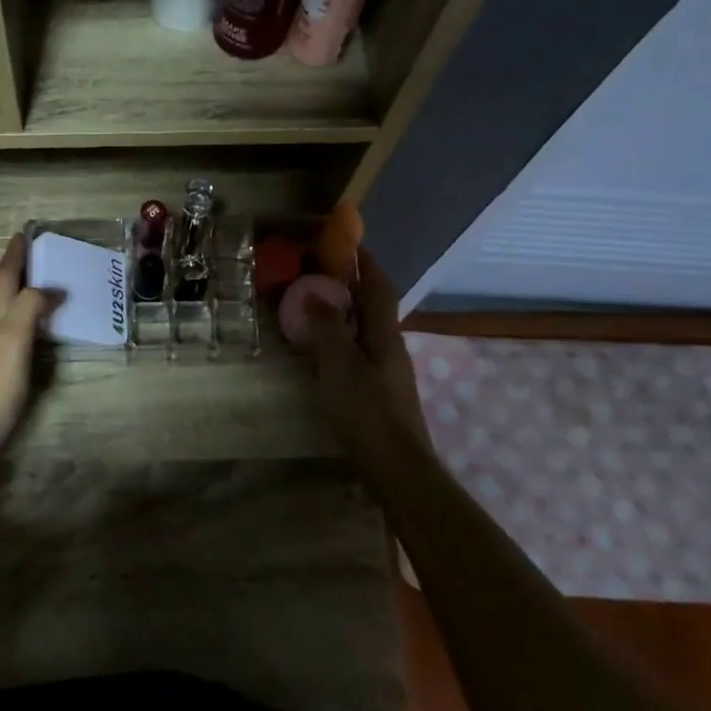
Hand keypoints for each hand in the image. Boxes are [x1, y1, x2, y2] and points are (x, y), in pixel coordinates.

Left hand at [0, 235, 57, 467]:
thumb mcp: (12, 338)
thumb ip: (30, 307)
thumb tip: (52, 287)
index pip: (4, 276)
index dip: (14, 255)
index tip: (25, 233)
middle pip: (3, 291)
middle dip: (19, 270)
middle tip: (43, 255)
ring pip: (7, 312)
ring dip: (24, 295)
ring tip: (47, 287)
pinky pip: (14, 334)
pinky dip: (28, 322)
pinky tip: (38, 331)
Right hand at [306, 248, 428, 459]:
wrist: (396, 466)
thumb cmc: (366, 410)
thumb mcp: (339, 363)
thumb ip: (326, 326)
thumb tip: (315, 291)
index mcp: (384, 334)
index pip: (379, 287)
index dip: (366, 263)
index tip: (348, 244)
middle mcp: (391, 347)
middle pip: (373, 308)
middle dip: (351, 287)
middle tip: (318, 275)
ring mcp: (388, 372)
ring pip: (366, 331)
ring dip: (345, 315)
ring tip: (314, 309)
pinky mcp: (380, 393)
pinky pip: (359, 353)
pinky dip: (341, 341)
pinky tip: (323, 353)